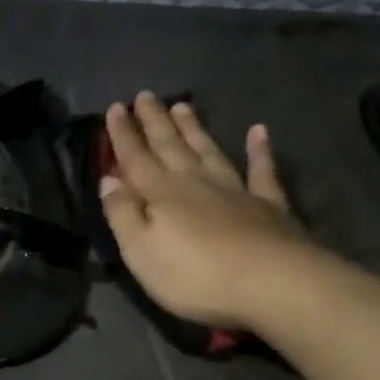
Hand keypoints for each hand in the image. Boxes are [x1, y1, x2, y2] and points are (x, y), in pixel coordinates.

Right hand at [99, 92, 313, 330]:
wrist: (271, 283)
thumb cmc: (195, 275)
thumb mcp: (141, 252)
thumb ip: (122, 214)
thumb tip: (108, 181)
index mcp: (161, 193)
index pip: (135, 158)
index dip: (123, 134)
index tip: (115, 107)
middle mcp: (196, 182)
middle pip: (170, 146)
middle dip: (155, 121)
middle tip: (146, 95)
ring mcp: (235, 190)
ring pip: (208, 150)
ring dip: (194, 129)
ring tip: (183, 105)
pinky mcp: (269, 204)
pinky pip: (262, 170)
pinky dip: (260, 150)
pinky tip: (258, 131)